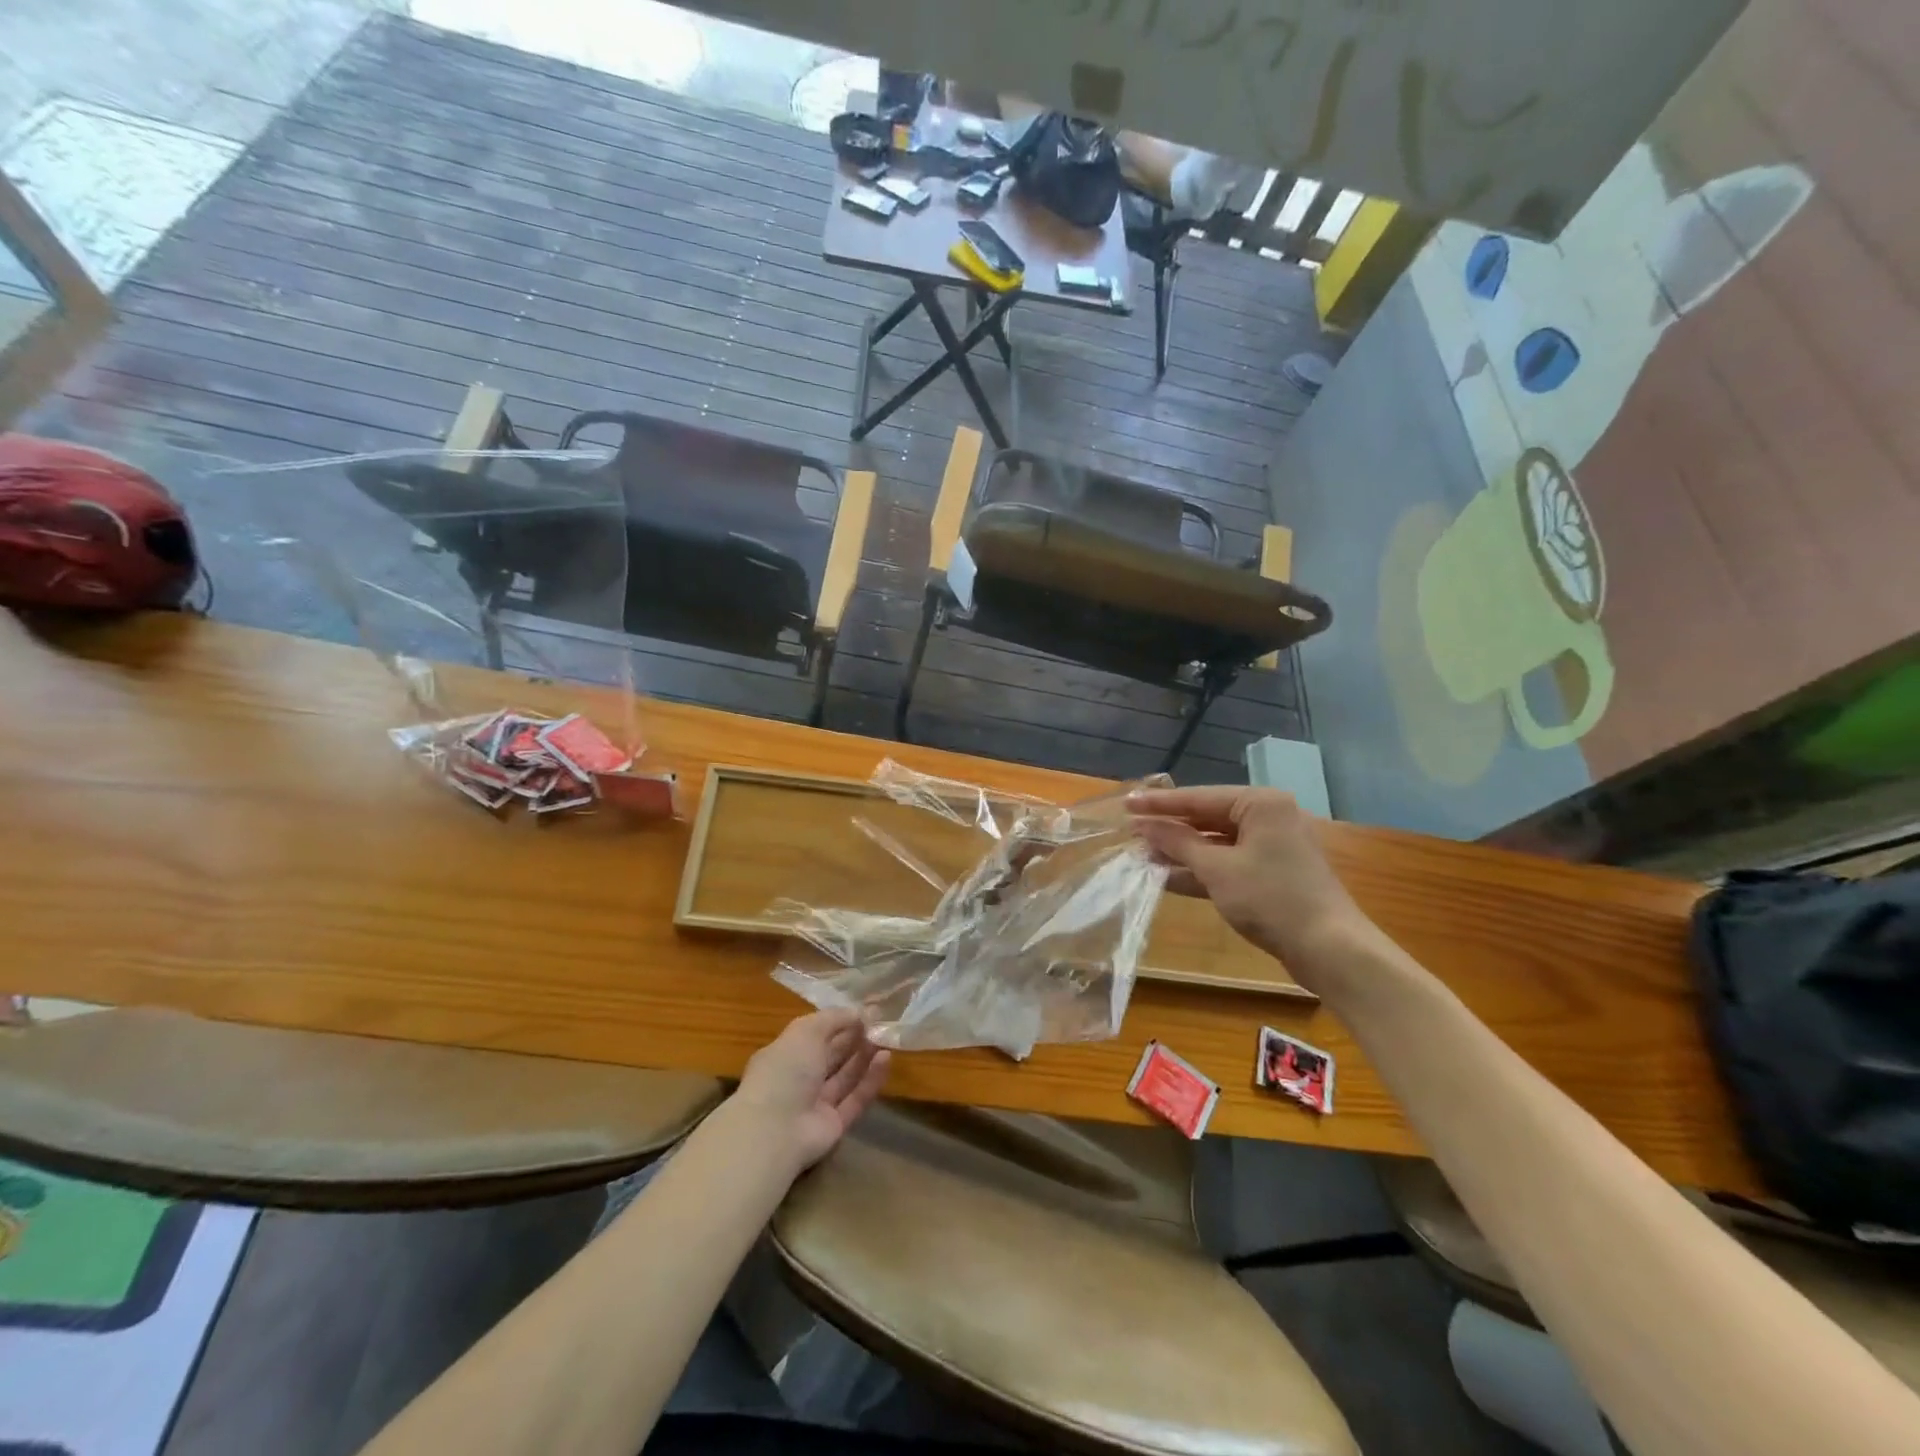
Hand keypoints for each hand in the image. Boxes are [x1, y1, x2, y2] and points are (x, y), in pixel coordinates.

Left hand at [730, 1010, 891, 1173]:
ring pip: (845, 1077)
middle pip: (832, 1056)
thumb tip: (858, 1012)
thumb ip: (833, 1018)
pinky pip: (855, 1099)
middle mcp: (799, 1079)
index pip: (814, 1035)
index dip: (839, 1022)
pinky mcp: (834, 1125)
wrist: (776, 1130)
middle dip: (854, 1038)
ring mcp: (816, 1104)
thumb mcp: (806, 1031)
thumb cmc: (785, 1070)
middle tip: (880, 1023)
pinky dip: (870, 1080)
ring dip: (865, 1056)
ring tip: (886, 1037)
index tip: (864, 1011)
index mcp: (784, 1054)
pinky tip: (886, 1059)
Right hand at [1128, 786, 1371, 986]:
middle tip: (1131, 831)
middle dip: (1169, 829)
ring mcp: (1271, 847)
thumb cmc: (1271, 899)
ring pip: (1215, 843)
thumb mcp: (1217, 869)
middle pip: (1207, 818)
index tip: (1126, 804)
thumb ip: (1178, 843)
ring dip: (1181, 852)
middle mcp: (1268, 818)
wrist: (1329, 949)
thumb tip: (1144, 825)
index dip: (1159, 804)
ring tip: (1142, 855)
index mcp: (1260, 804)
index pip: (1199, 798)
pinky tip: (1167, 877)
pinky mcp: (1270, 874)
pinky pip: (1227, 863)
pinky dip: (1200, 870)